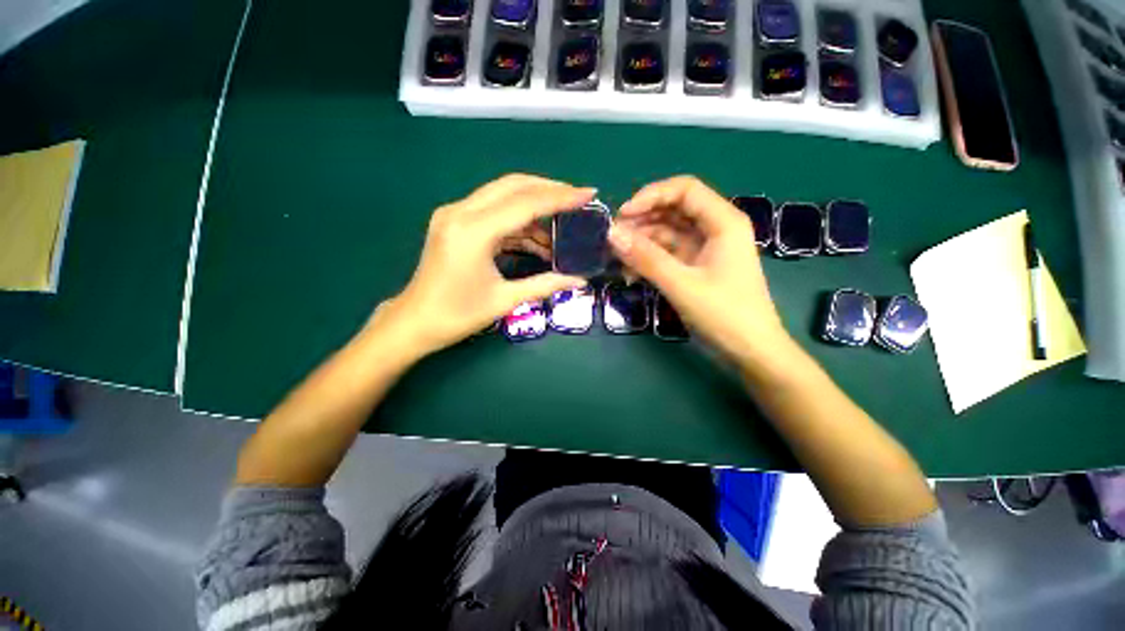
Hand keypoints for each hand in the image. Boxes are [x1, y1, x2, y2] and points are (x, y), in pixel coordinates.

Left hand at [372, 174, 590, 357]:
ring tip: (561, 226)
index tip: (588, 194)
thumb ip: (545, 285)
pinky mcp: (455, 222)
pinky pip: (493, 212)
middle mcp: (461, 212)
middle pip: (513, 186)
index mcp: (473, 231)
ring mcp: (455, 214)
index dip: (560, 197)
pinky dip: (518, 222)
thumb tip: (580, 280)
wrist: (414, 322)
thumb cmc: (457, 315)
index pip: (525, 203)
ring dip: (534, 207)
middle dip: (549, 190)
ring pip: (503, 195)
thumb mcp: (505, 300)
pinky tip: (537, 239)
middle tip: (577, 199)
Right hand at [608, 176, 793, 363]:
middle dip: (641, 222)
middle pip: (672, 211)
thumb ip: (646, 258)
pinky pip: (666, 255)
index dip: (650, 196)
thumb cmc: (725, 316)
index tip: (622, 215)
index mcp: (723, 222)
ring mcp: (703, 250)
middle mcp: (714, 229)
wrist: (751, 353)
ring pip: (666, 234)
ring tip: (616, 260)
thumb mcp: (682, 285)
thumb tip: (611, 234)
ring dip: (640, 244)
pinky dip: (647, 261)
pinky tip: (631, 274)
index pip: (684, 190)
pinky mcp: (694, 268)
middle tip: (613, 240)